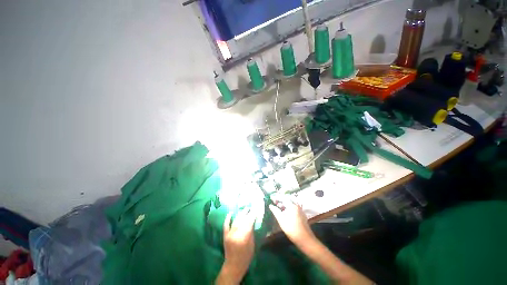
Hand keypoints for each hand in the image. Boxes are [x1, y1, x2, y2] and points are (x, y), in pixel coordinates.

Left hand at [217, 209, 254, 283]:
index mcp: (244, 237)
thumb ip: (251, 232)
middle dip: (247, 212)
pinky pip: (226, 224)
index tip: (256, 208)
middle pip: (242, 219)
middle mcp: (236, 233)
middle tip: (250, 207)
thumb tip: (252, 221)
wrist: (234, 265)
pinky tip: (230, 213)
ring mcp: (229, 234)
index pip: (249, 221)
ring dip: (240, 214)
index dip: (253, 214)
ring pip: (236, 220)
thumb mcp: (252, 244)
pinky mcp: (225, 235)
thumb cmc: (246, 256)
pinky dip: (228, 218)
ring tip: (245, 209)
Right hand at [269, 195, 314, 245]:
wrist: (305, 239)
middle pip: (287, 199)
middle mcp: (297, 205)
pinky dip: (288, 206)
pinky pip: (294, 206)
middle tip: (274, 202)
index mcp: (292, 206)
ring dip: (284, 203)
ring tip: (278, 206)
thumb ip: (276, 211)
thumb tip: (270, 205)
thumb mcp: (282, 221)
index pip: (283, 198)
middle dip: (280, 200)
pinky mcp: (301, 214)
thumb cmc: (292, 230)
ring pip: (291, 203)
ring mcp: (300, 209)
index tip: (271, 197)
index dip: (276, 197)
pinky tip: (285, 211)